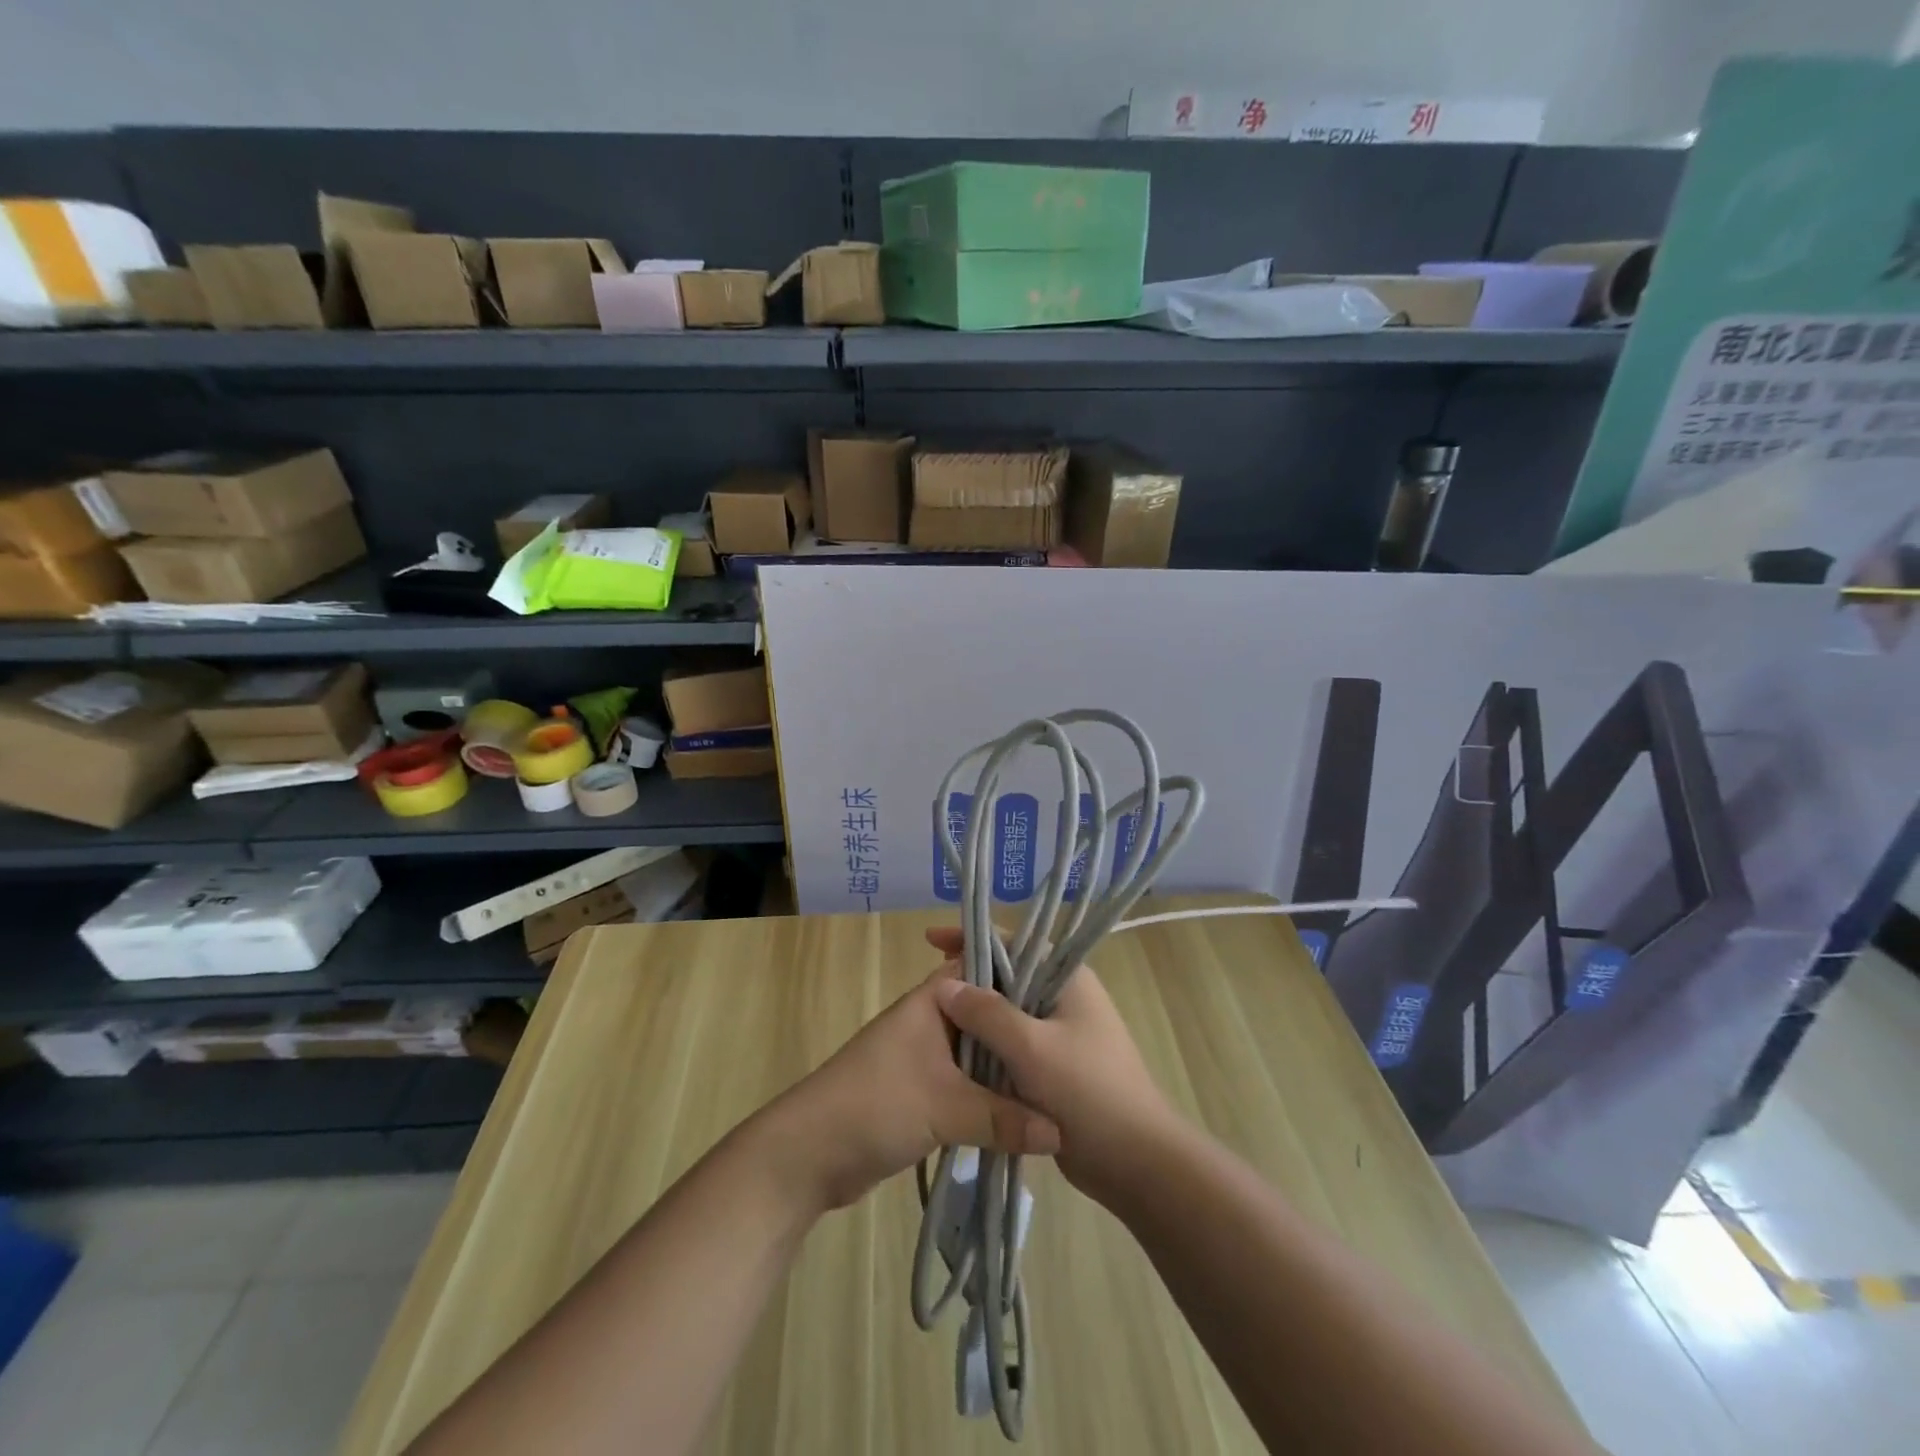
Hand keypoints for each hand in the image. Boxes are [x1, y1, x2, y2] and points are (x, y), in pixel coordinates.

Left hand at [761, 964, 1061, 1214]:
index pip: (985, 972)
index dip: (1023, 979)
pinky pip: (966, 1085)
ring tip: (1058, 1083)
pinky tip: (1024, 1114)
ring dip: (1007, 1070)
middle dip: (1021, 1032)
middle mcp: (931, 1021)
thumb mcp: (946, 1107)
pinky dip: (990, 1096)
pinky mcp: (921, 1093)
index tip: (1065, 998)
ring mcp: (924, 1058)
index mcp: (933, 1001)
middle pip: (986, 1017)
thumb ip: (1004, 1118)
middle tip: (1071, 1047)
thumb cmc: (875, 1105)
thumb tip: (1061, 1133)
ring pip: (978, 1054)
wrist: (808, 1154)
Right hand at [923, 928, 1176, 1206]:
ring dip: (977, 1016)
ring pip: (1009, 1013)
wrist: (1136, 1161)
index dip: (972, 939)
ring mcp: (1062, 1033)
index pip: (1013, 942)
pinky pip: (1015, 1044)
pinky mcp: (1057, 1066)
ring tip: (934, 1020)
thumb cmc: (1086, 1091)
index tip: (932, 941)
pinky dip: (989, 1046)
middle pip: (1009, 976)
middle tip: (927, 988)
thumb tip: (946, 984)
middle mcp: (1065, 997)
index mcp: (1067, 978)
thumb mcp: (1031, 1048)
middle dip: (969, 980)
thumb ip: (987, 1013)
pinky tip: (959, 1056)